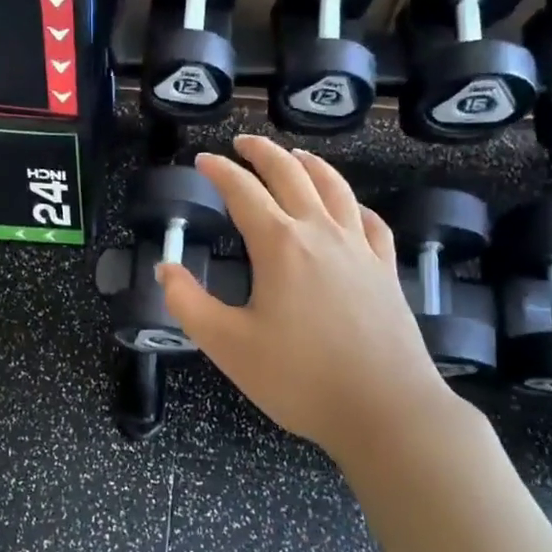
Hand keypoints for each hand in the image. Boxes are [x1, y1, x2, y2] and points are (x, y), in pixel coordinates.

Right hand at [157, 137, 456, 464]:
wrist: (385, 409)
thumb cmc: (299, 378)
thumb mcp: (228, 346)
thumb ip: (189, 304)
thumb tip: (165, 270)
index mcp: (280, 245)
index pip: (243, 192)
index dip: (220, 172)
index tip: (203, 161)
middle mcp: (321, 233)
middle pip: (292, 175)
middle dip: (264, 153)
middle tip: (244, 143)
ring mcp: (360, 249)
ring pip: (335, 189)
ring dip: (311, 166)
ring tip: (295, 156)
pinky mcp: (385, 270)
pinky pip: (370, 221)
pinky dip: (353, 204)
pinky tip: (349, 208)